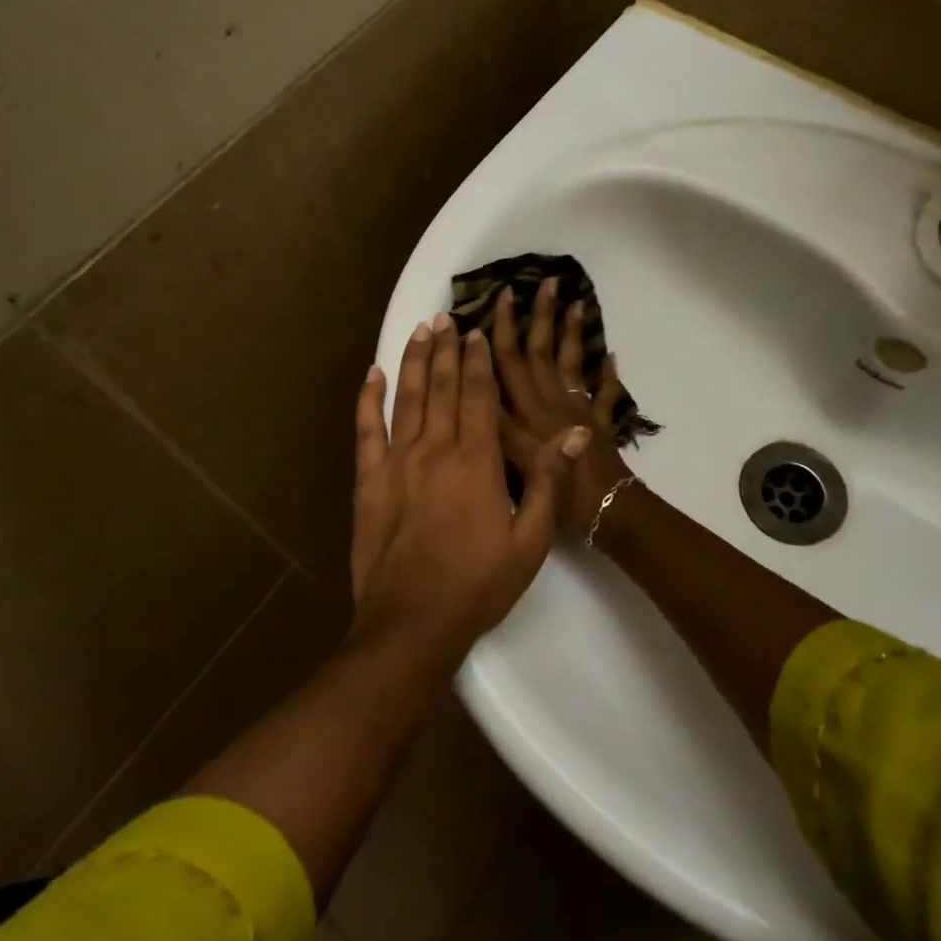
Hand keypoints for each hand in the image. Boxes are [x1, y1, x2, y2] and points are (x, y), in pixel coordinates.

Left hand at [350, 313, 588, 658]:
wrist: (412, 623)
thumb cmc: (477, 585)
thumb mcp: (529, 541)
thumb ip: (547, 482)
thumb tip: (573, 434)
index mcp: (476, 462)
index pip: (480, 397)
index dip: (479, 362)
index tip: (477, 333)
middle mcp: (435, 450)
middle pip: (443, 388)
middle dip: (446, 349)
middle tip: (446, 318)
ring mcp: (397, 462)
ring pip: (408, 398)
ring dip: (414, 361)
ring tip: (420, 330)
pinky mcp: (369, 480)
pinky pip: (367, 429)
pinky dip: (369, 399)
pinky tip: (372, 374)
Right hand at [491, 277, 635, 536]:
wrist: (607, 511)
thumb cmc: (558, 494)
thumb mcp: (516, 463)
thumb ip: (497, 426)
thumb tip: (478, 387)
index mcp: (528, 410)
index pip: (511, 362)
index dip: (505, 328)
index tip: (505, 296)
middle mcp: (552, 402)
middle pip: (543, 352)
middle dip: (542, 316)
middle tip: (547, 282)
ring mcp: (578, 410)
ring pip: (573, 363)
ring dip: (573, 333)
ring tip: (578, 302)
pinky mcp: (600, 424)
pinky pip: (605, 394)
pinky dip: (609, 375)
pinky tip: (612, 356)